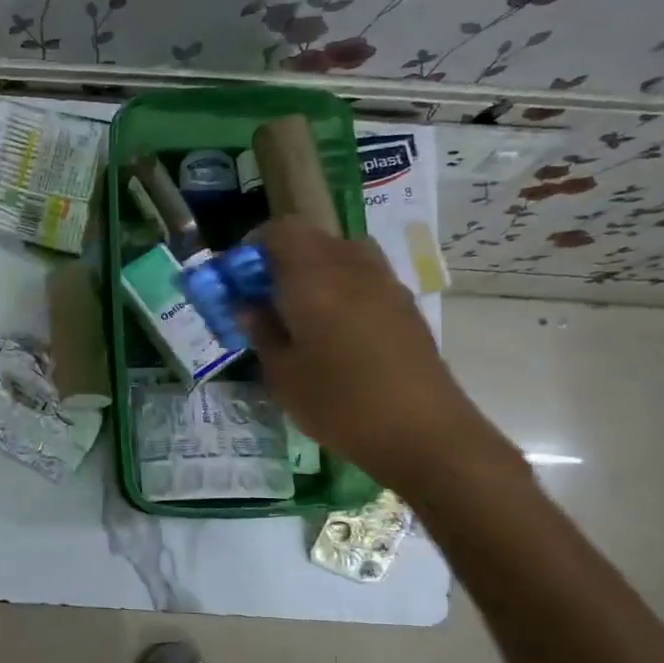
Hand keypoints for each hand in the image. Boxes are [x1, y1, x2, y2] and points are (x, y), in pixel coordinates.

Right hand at [241, 219, 509, 494]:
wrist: (423, 432)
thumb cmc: (340, 404)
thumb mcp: (282, 375)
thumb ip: (261, 331)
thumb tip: (247, 306)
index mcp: (312, 277)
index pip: (280, 231)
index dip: (254, 246)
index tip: (240, 278)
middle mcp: (349, 266)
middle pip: (312, 237)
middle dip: (283, 258)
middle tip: (266, 296)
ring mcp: (384, 282)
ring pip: (342, 252)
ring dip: (317, 268)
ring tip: (304, 309)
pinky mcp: (405, 304)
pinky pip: (365, 275)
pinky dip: (344, 285)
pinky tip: (338, 328)